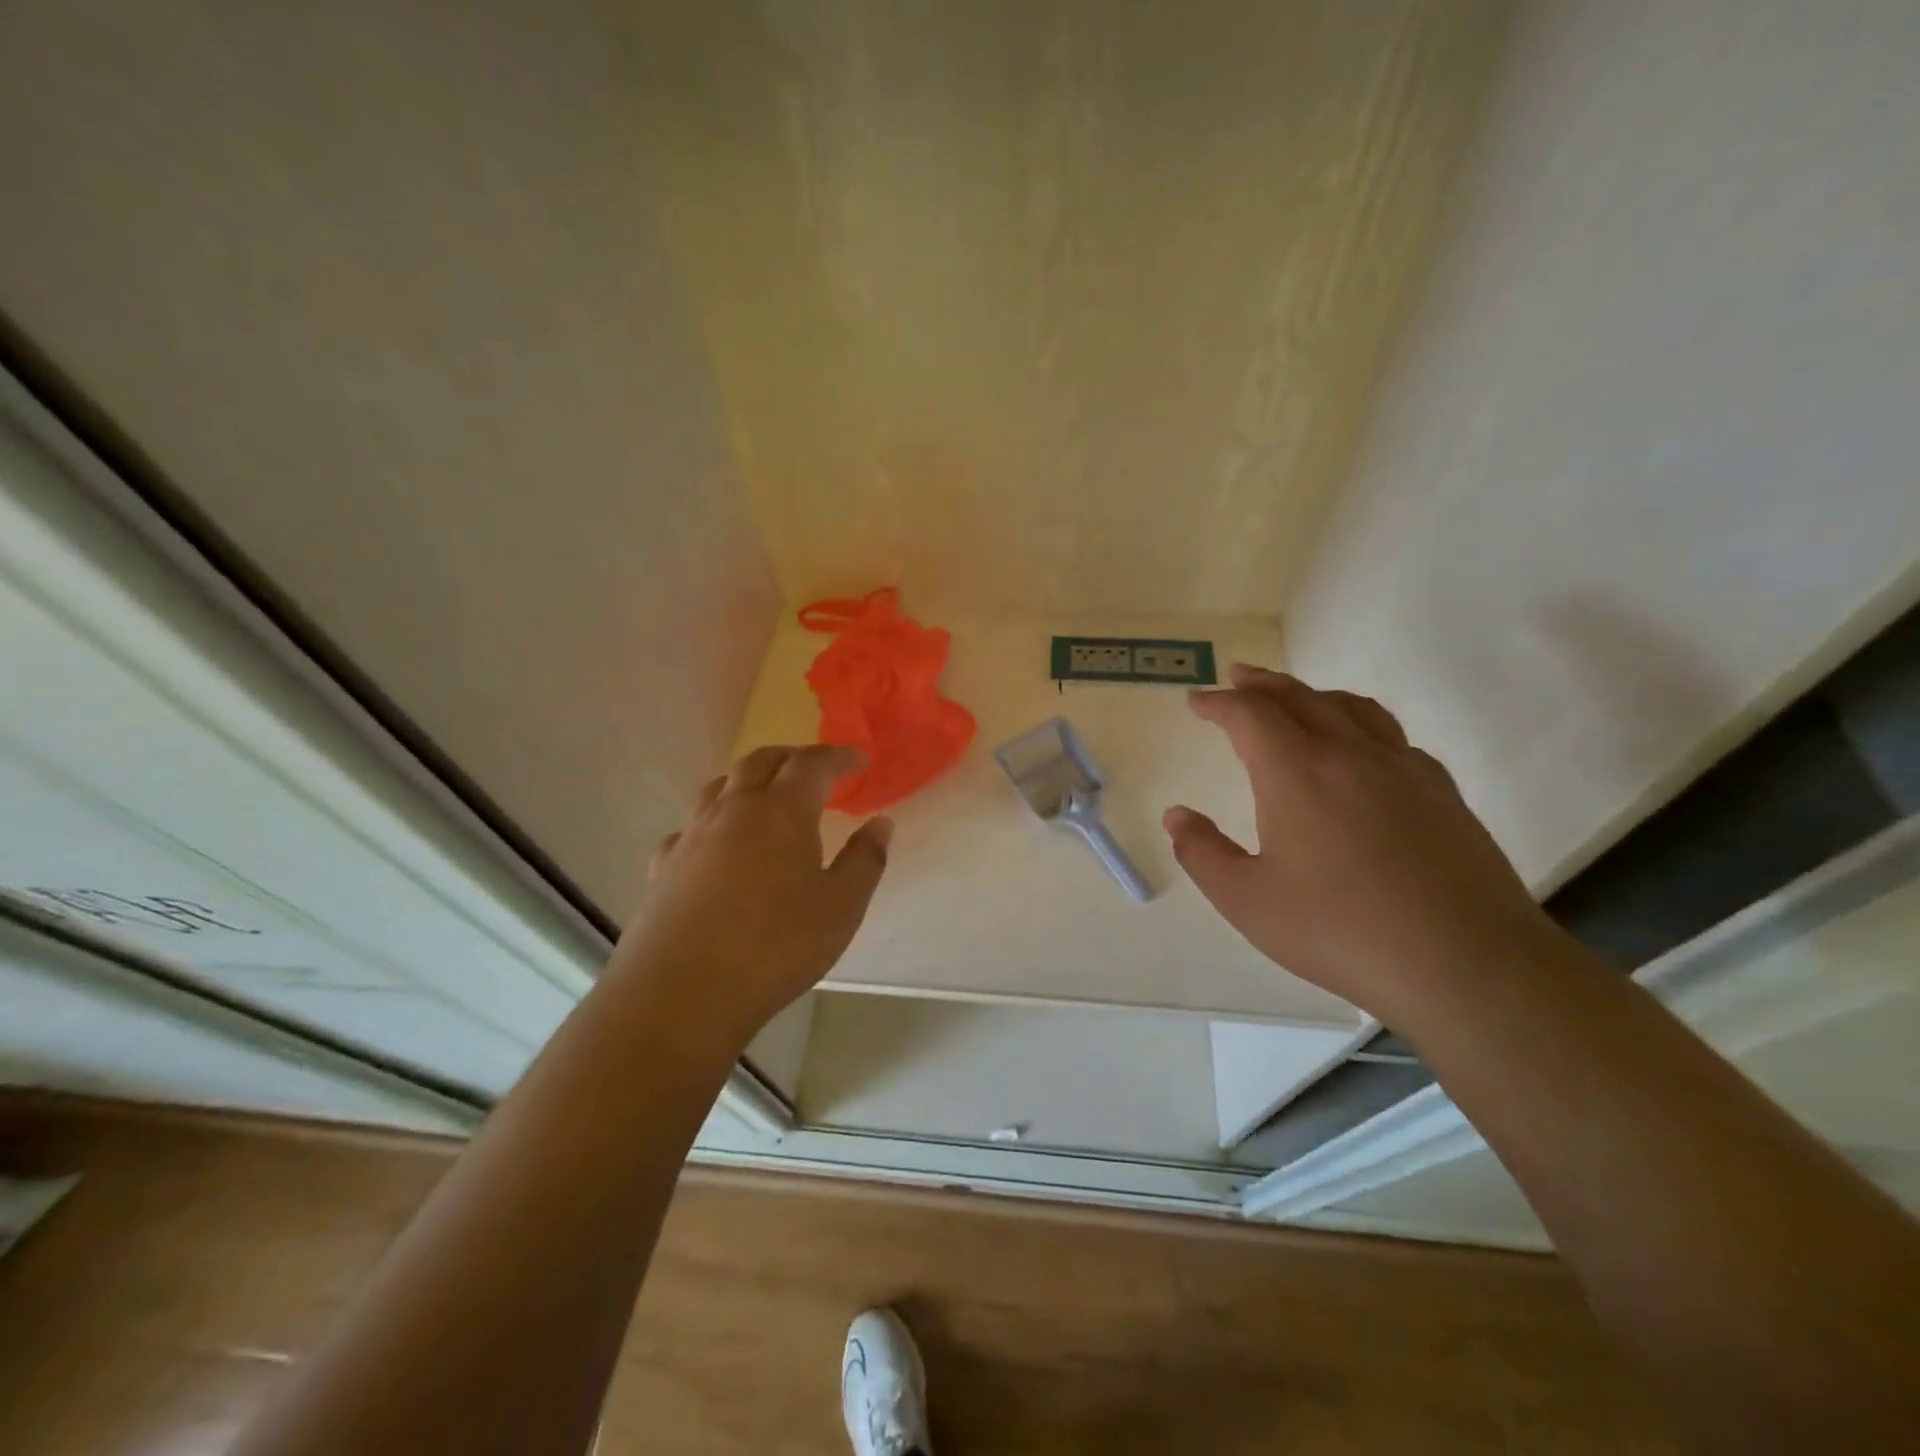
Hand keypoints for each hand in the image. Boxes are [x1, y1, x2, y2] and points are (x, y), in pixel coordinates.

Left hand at [613, 744, 891, 1048]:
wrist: (682, 992)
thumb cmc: (775, 946)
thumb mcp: (842, 907)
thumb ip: (865, 860)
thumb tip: (881, 823)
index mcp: (782, 810)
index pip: (813, 763)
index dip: (839, 756)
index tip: (859, 760)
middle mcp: (734, 809)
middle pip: (761, 761)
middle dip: (792, 758)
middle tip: (816, 770)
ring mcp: (693, 835)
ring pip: (720, 786)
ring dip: (749, 780)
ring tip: (766, 796)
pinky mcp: (664, 865)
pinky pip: (691, 827)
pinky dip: (713, 822)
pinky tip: (717, 847)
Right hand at [1163, 665, 1554, 1019]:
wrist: (1466, 963)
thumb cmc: (1340, 930)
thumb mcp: (1247, 900)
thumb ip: (1202, 853)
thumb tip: (1176, 815)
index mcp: (1296, 773)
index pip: (1250, 715)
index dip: (1218, 703)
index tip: (1197, 701)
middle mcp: (1349, 754)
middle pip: (1300, 697)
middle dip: (1262, 684)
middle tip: (1238, 677)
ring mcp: (1403, 768)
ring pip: (1352, 707)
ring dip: (1312, 693)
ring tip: (1295, 698)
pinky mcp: (1442, 792)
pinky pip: (1392, 736)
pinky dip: (1361, 724)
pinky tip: (1362, 749)